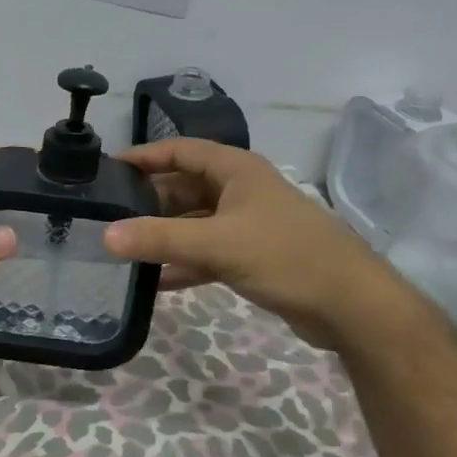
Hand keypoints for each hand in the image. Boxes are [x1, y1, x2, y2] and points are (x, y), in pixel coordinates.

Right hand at [102, 138, 391, 351]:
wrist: (351, 306)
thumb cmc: (286, 256)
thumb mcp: (217, 244)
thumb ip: (160, 239)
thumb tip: (105, 236)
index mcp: (236, 170)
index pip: (180, 151)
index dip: (145, 156)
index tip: (107, 169)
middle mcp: (240, 190)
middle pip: (184, 187)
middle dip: (149, 202)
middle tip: (108, 216)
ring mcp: (247, 225)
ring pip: (194, 223)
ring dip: (164, 235)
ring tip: (123, 248)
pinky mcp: (253, 257)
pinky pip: (207, 253)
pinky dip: (183, 263)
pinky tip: (154, 281)